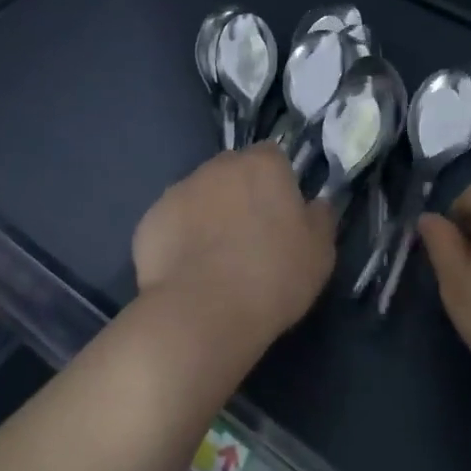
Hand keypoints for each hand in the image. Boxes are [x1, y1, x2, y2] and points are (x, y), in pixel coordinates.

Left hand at [133, 146, 334, 355]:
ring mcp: (179, 191)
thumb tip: (316, 204)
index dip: (277, 183)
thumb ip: (320, 218)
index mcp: (263, 165)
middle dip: (240, 194)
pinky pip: (172, 222)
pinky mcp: (150, 220)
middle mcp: (218, 167)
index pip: (273, 156)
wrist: (202, 314)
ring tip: (215, 257)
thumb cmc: (273, 278)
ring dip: (209, 214)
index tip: (281, 214)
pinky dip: (180, 237)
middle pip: (233, 171)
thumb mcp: (320, 254)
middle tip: (249, 236)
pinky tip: (188, 270)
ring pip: (200, 195)